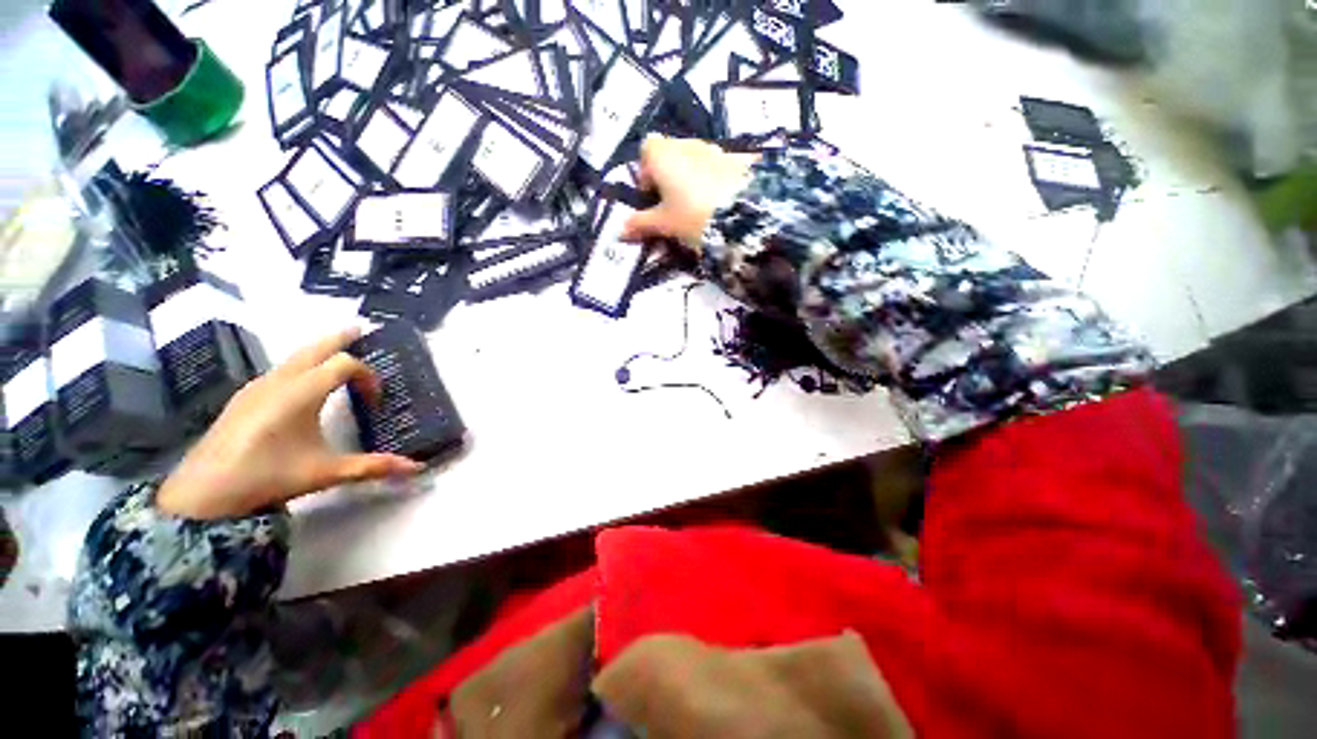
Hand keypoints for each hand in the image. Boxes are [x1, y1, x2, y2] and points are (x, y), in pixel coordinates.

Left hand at [156, 328, 423, 519]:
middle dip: (341, 337)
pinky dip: (301, 363)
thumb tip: (418, 468)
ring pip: (295, 356)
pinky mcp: (244, 397)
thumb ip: (373, 466)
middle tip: (361, 329)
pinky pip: (280, 369)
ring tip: (337, 350)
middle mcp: (279, 381)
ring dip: (319, 349)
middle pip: (316, 347)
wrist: (202, 494)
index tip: (374, 402)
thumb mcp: (326, 473)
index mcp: (302, 393)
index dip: (368, 377)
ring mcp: (257, 387)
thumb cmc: (267, 477)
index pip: (345, 364)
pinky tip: (303, 381)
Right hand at [622, 134, 758, 253]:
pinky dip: (717, 178)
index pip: (647, 149)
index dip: (646, 172)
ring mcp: (716, 149)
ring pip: (697, 158)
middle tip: (674, 204)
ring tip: (700, 205)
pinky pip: (721, 165)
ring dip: (693, 175)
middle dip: (670, 174)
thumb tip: (619, 231)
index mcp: (664, 155)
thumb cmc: (693, 216)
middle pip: (672, 152)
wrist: (743, 214)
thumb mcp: (664, 224)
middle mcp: (688, 144)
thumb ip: (640, 224)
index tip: (652, 196)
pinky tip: (723, 200)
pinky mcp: (740, 158)